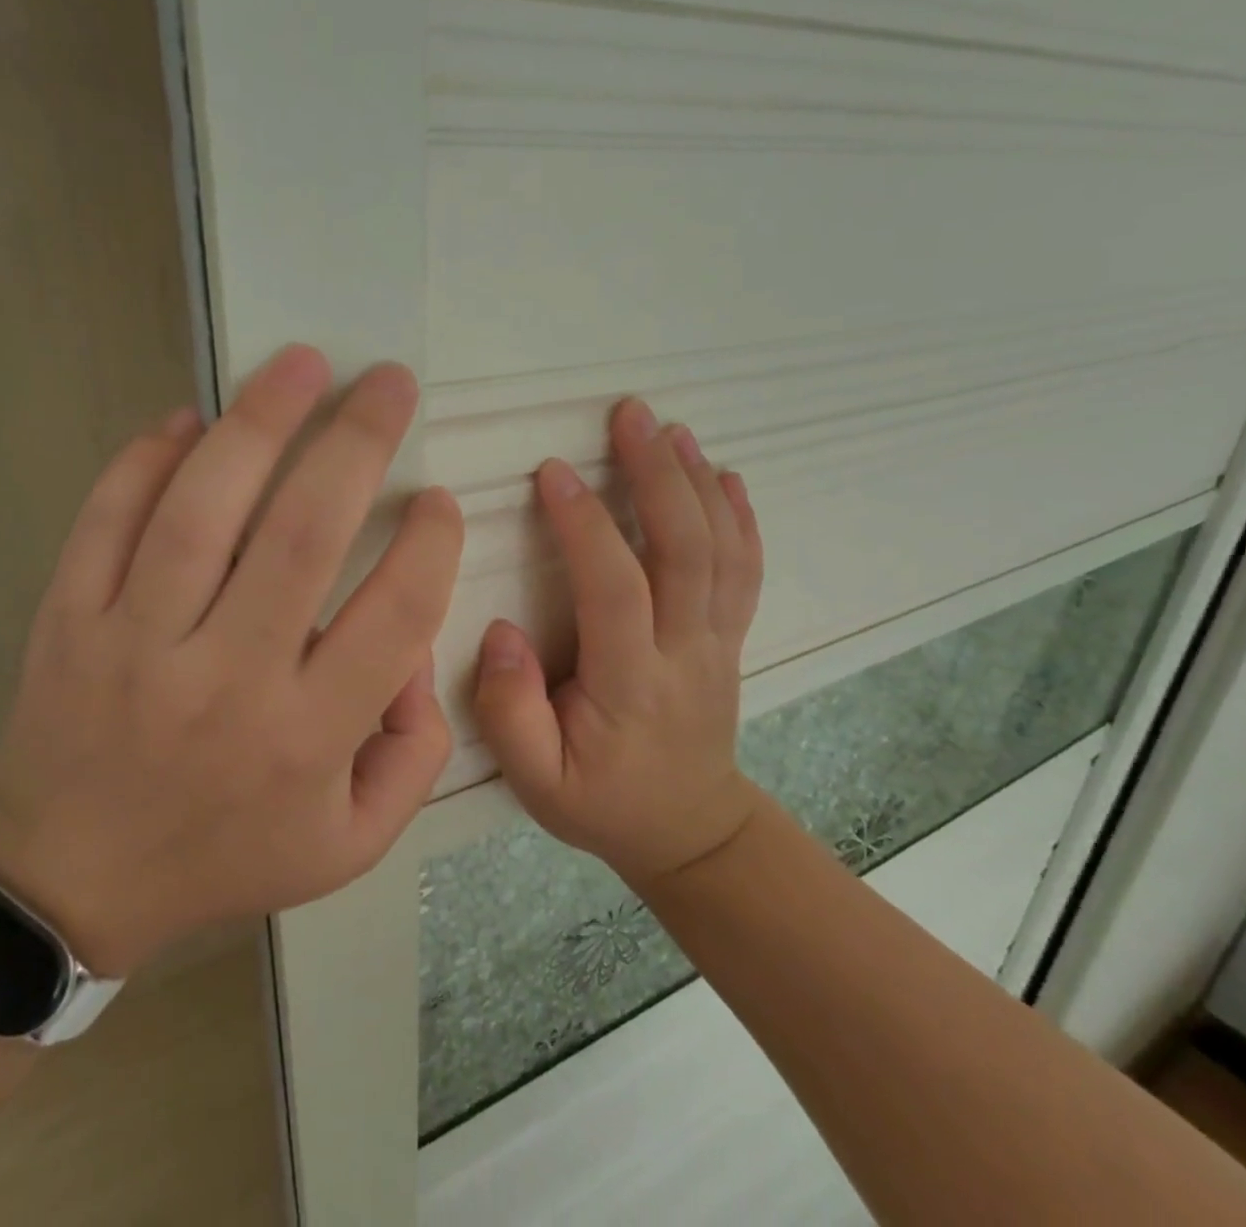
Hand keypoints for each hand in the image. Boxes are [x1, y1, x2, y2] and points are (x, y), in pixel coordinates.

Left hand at [0, 345, 463, 975]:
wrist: (70, 880)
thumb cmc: (225, 855)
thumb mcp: (351, 842)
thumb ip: (414, 752)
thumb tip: (416, 649)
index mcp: (307, 736)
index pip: (395, 615)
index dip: (432, 543)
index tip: (438, 500)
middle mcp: (227, 679)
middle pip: (302, 535)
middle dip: (357, 442)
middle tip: (389, 383)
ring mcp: (137, 643)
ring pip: (203, 509)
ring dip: (259, 421)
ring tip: (302, 363)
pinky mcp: (69, 620)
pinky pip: (108, 519)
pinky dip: (147, 458)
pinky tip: (190, 419)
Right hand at [473, 398, 765, 885]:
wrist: (690, 830)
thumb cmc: (603, 802)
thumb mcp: (537, 783)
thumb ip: (510, 713)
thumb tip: (500, 633)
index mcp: (631, 684)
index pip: (615, 589)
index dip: (586, 526)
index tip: (553, 472)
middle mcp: (685, 651)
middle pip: (684, 550)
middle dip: (657, 474)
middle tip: (629, 415)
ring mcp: (717, 641)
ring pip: (720, 550)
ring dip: (697, 482)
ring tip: (671, 429)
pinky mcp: (729, 637)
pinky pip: (745, 569)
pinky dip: (739, 517)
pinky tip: (726, 476)